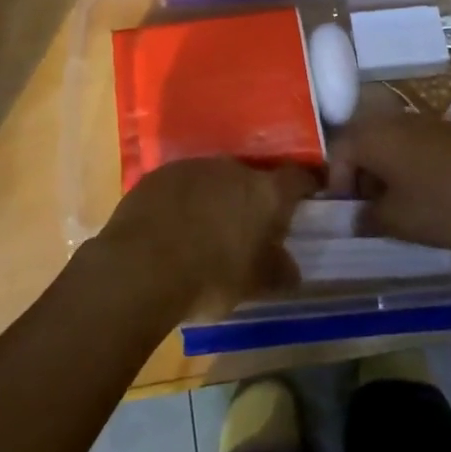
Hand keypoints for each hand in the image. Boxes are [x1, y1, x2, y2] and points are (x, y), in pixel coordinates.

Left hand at [97, 158, 315, 316]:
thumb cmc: (209, 277)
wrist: (141, 266)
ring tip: (208, 228)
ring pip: (215, 179)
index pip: (297, 178)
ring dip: (217, 197)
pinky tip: (175, 225)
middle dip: (253, 198)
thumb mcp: (253, 285)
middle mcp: (232, 169)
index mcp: (264, 192)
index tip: (309, 195)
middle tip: (249, 226)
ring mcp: (194, 166)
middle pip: (252, 177)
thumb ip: (277, 271)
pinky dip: (186, 199)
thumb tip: (290, 268)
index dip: (306, 185)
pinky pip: (183, 184)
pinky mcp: (160, 173)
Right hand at [328, 118, 450, 249]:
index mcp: (372, 137)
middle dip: (360, 179)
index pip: (336, 153)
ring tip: (399, 209)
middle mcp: (392, 121)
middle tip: (369, 212)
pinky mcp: (448, 132)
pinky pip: (414, 147)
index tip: (346, 214)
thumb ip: (367, 219)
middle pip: (362, 145)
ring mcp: (423, 123)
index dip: (335, 185)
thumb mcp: (398, 221)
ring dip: (385, 174)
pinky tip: (428, 197)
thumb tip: (354, 218)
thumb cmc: (444, 201)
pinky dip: (410, 169)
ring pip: (389, 146)